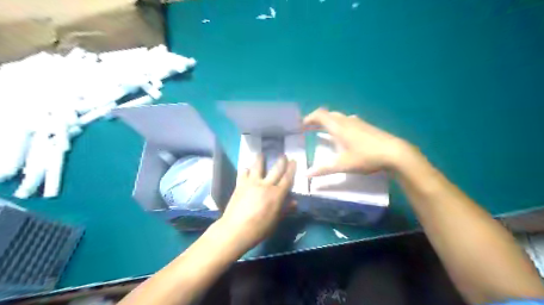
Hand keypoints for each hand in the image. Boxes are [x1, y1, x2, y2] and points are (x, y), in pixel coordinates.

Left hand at [220, 154, 297, 248]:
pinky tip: (246, 169)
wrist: (236, 229)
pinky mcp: (240, 185)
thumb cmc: (259, 228)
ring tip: (261, 154)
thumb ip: (285, 209)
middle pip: (275, 170)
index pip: (287, 178)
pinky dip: (245, 170)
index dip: (291, 169)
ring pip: (257, 167)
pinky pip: (243, 173)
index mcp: (277, 194)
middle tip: (283, 155)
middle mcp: (266, 185)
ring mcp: (252, 183)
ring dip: (260, 159)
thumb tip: (294, 202)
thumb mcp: (275, 221)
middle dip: (281, 161)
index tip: (294, 161)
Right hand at [302, 108, 412, 175]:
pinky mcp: (366, 126)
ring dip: (328, 122)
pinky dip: (338, 125)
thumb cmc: (365, 156)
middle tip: (309, 129)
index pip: (319, 115)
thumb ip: (323, 169)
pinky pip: (347, 121)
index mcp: (338, 126)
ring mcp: (358, 122)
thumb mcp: (342, 164)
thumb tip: (306, 175)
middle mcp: (347, 121)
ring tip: (323, 131)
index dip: (309, 118)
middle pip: (328, 115)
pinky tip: (343, 135)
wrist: (394, 153)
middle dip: (317, 120)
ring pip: (339, 117)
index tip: (301, 125)